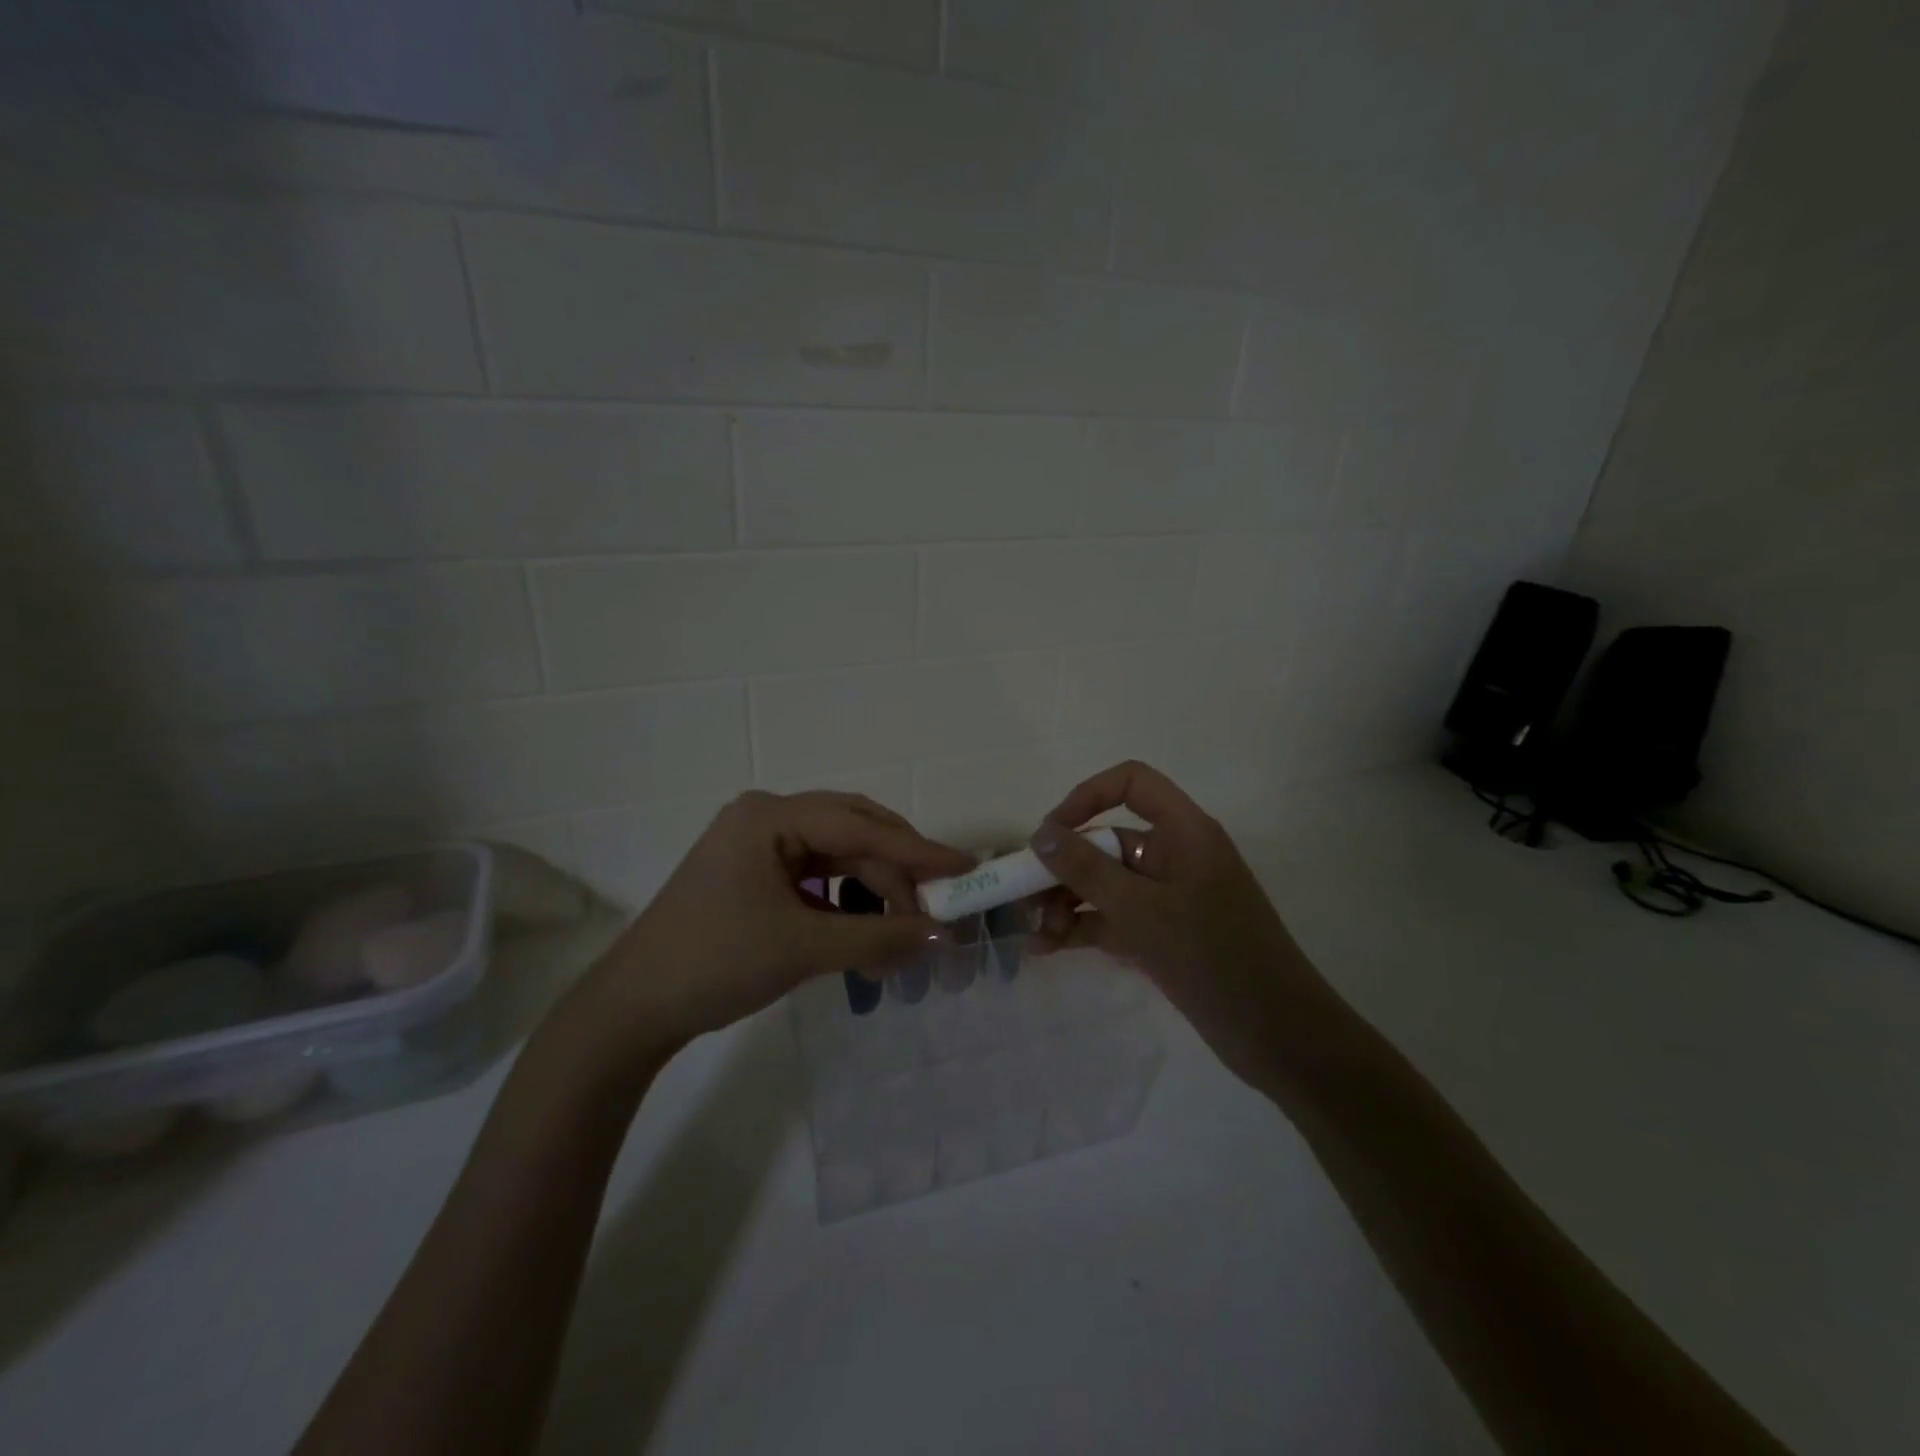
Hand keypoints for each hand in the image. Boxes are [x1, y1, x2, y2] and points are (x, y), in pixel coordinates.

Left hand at [574, 790, 972, 1062]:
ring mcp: (760, 846)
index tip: (965, 868)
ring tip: (902, 936)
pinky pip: (818, 879)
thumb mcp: (803, 949)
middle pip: (852, 833)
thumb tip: (943, 937)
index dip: (917, 850)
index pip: (860, 826)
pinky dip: (847, 906)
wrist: (633, 1010)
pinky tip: (866, 935)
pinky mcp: (757, 875)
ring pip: (838, 858)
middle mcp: (766, 818)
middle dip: (897, 872)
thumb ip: (878, 938)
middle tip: (938, 906)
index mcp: (769, 816)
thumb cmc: (715, 963)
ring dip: (874, 894)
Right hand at [1026, 761, 1335, 1090]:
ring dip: (1066, 902)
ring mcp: (1168, 898)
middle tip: (1023, 899)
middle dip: (1063, 867)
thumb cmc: (1213, 958)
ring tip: (1033, 935)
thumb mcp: (1142, 910)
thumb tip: (1041, 833)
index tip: (1050, 834)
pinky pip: (1113, 918)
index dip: (1086, 796)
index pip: (1132, 783)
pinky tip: (1047, 949)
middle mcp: (1174, 856)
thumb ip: (1087, 869)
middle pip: (1107, 840)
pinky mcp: (1163, 934)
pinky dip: (1083, 928)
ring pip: (1105, 883)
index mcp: (1183, 832)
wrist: (1279, 1036)